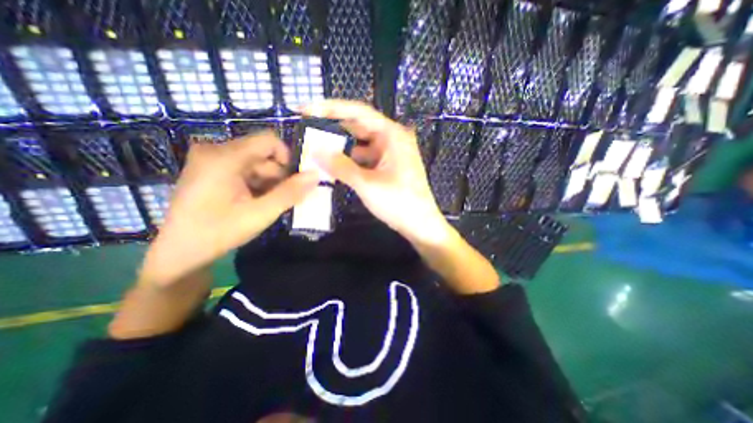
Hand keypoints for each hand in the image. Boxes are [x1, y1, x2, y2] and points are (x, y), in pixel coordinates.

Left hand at [142, 131, 314, 284]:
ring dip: (268, 182)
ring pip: (256, 163)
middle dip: (277, 176)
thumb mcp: (261, 214)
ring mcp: (211, 160)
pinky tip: (254, 202)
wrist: (179, 253)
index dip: (287, 158)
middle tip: (279, 200)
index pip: (269, 141)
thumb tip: (316, 175)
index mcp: (225, 157)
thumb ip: (290, 193)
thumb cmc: (219, 233)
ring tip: (266, 205)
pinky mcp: (211, 170)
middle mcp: (216, 151)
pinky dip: (256, 184)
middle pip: (263, 154)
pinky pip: (244, 169)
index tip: (293, 182)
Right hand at [304, 99, 451, 245]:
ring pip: (361, 144)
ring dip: (341, 148)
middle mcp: (392, 139)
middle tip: (307, 129)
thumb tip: (316, 151)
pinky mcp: (388, 167)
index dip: (330, 108)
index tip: (306, 108)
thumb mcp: (367, 184)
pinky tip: (334, 166)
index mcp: (392, 135)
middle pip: (359, 127)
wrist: (420, 225)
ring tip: (316, 149)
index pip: (358, 112)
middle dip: (333, 129)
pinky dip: (350, 161)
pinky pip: (365, 158)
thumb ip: (340, 166)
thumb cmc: (399, 203)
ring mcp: (391, 154)